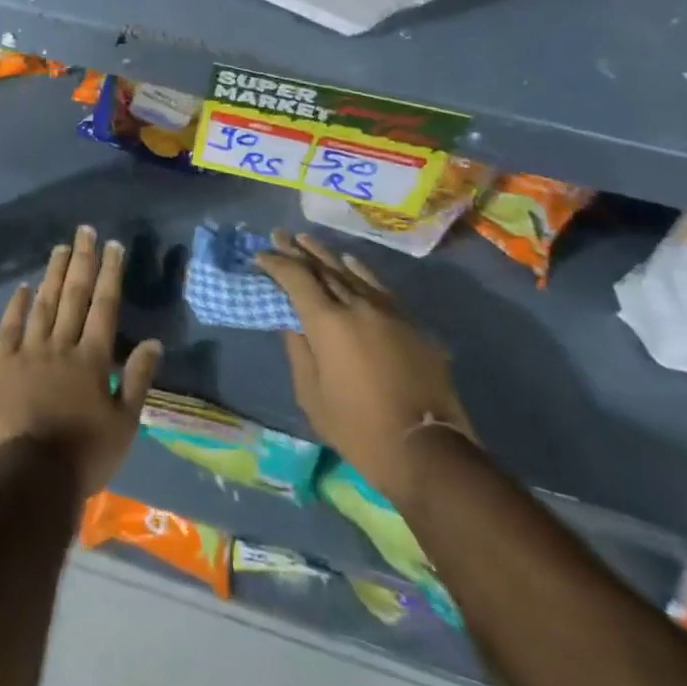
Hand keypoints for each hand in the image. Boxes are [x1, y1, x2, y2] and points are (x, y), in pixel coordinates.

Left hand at [0, 225, 163, 498]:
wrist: (28, 479)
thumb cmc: (83, 455)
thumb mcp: (124, 425)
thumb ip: (138, 380)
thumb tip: (155, 342)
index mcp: (92, 359)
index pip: (104, 306)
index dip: (110, 273)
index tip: (113, 245)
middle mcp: (61, 346)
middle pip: (74, 295)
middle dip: (82, 261)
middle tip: (85, 231)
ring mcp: (28, 352)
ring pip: (43, 304)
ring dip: (53, 274)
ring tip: (60, 248)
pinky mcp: (1, 366)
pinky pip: (9, 328)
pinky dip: (17, 305)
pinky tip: (23, 287)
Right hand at [257, 231, 472, 504]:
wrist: (427, 450)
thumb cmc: (358, 428)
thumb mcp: (312, 395)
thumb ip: (298, 351)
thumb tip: (292, 323)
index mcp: (327, 322)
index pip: (296, 279)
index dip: (276, 264)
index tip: (259, 256)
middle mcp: (356, 306)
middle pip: (322, 269)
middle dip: (297, 252)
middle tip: (279, 235)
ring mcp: (387, 312)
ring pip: (350, 273)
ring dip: (325, 256)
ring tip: (306, 240)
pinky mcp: (409, 324)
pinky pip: (379, 287)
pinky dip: (360, 271)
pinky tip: (350, 261)